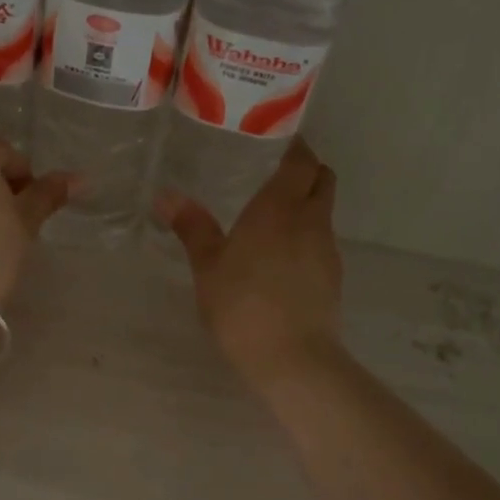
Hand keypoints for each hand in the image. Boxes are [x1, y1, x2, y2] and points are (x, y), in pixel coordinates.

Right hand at [155, 138, 344, 384]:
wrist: (291, 357)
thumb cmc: (241, 303)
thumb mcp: (208, 266)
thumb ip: (192, 227)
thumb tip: (166, 195)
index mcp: (279, 208)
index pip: (301, 162)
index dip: (296, 148)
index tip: (281, 142)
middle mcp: (310, 220)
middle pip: (322, 181)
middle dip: (308, 171)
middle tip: (278, 174)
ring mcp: (327, 250)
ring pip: (323, 213)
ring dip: (307, 206)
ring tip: (274, 219)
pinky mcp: (333, 278)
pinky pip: (321, 243)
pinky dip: (307, 237)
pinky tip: (283, 258)